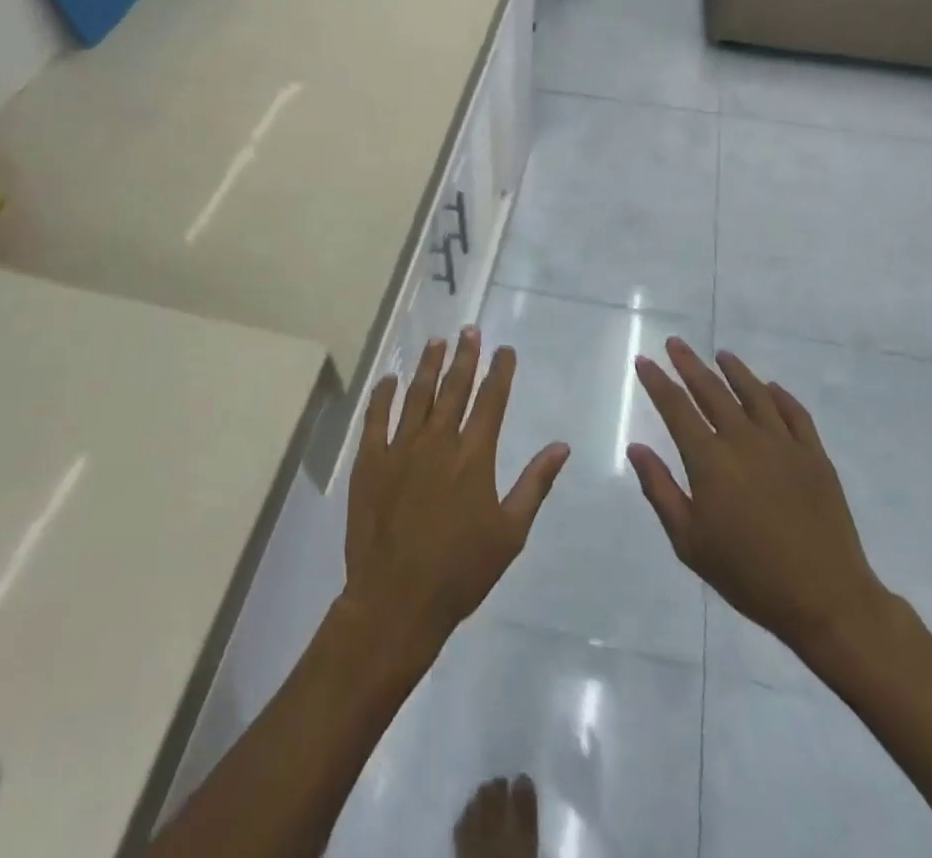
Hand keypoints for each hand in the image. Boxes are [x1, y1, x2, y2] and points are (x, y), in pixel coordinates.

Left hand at [342, 329, 569, 661]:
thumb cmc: (461, 570)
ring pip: (417, 394)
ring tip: (437, 342)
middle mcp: (438, 441)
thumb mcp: (510, 531)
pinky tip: (389, 379)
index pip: (491, 400)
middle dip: (465, 356)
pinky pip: (376, 418)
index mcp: (474, 455)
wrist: (396, 600)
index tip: (505, 349)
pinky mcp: (370, 462)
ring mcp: (400, 448)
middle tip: (470, 330)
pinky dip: (383, 395)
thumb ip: (535, 483)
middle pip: (454, 387)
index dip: (500, 371)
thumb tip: (561, 446)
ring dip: (428, 366)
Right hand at [628, 338, 892, 670]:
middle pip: (711, 390)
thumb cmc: (748, 575)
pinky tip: (771, 388)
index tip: (644, 361)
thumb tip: (636, 448)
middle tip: (675, 343)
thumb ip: (660, 489)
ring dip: (735, 370)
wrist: (825, 599)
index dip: (657, 381)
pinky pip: (794, 413)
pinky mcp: (814, 455)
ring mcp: (783, 444)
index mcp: (710, 460)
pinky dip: (779, 395)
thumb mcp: (689, 541)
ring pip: (754, 393)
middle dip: (689, 364)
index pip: (676, 408)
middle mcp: (744, 440)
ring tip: (721, 355)